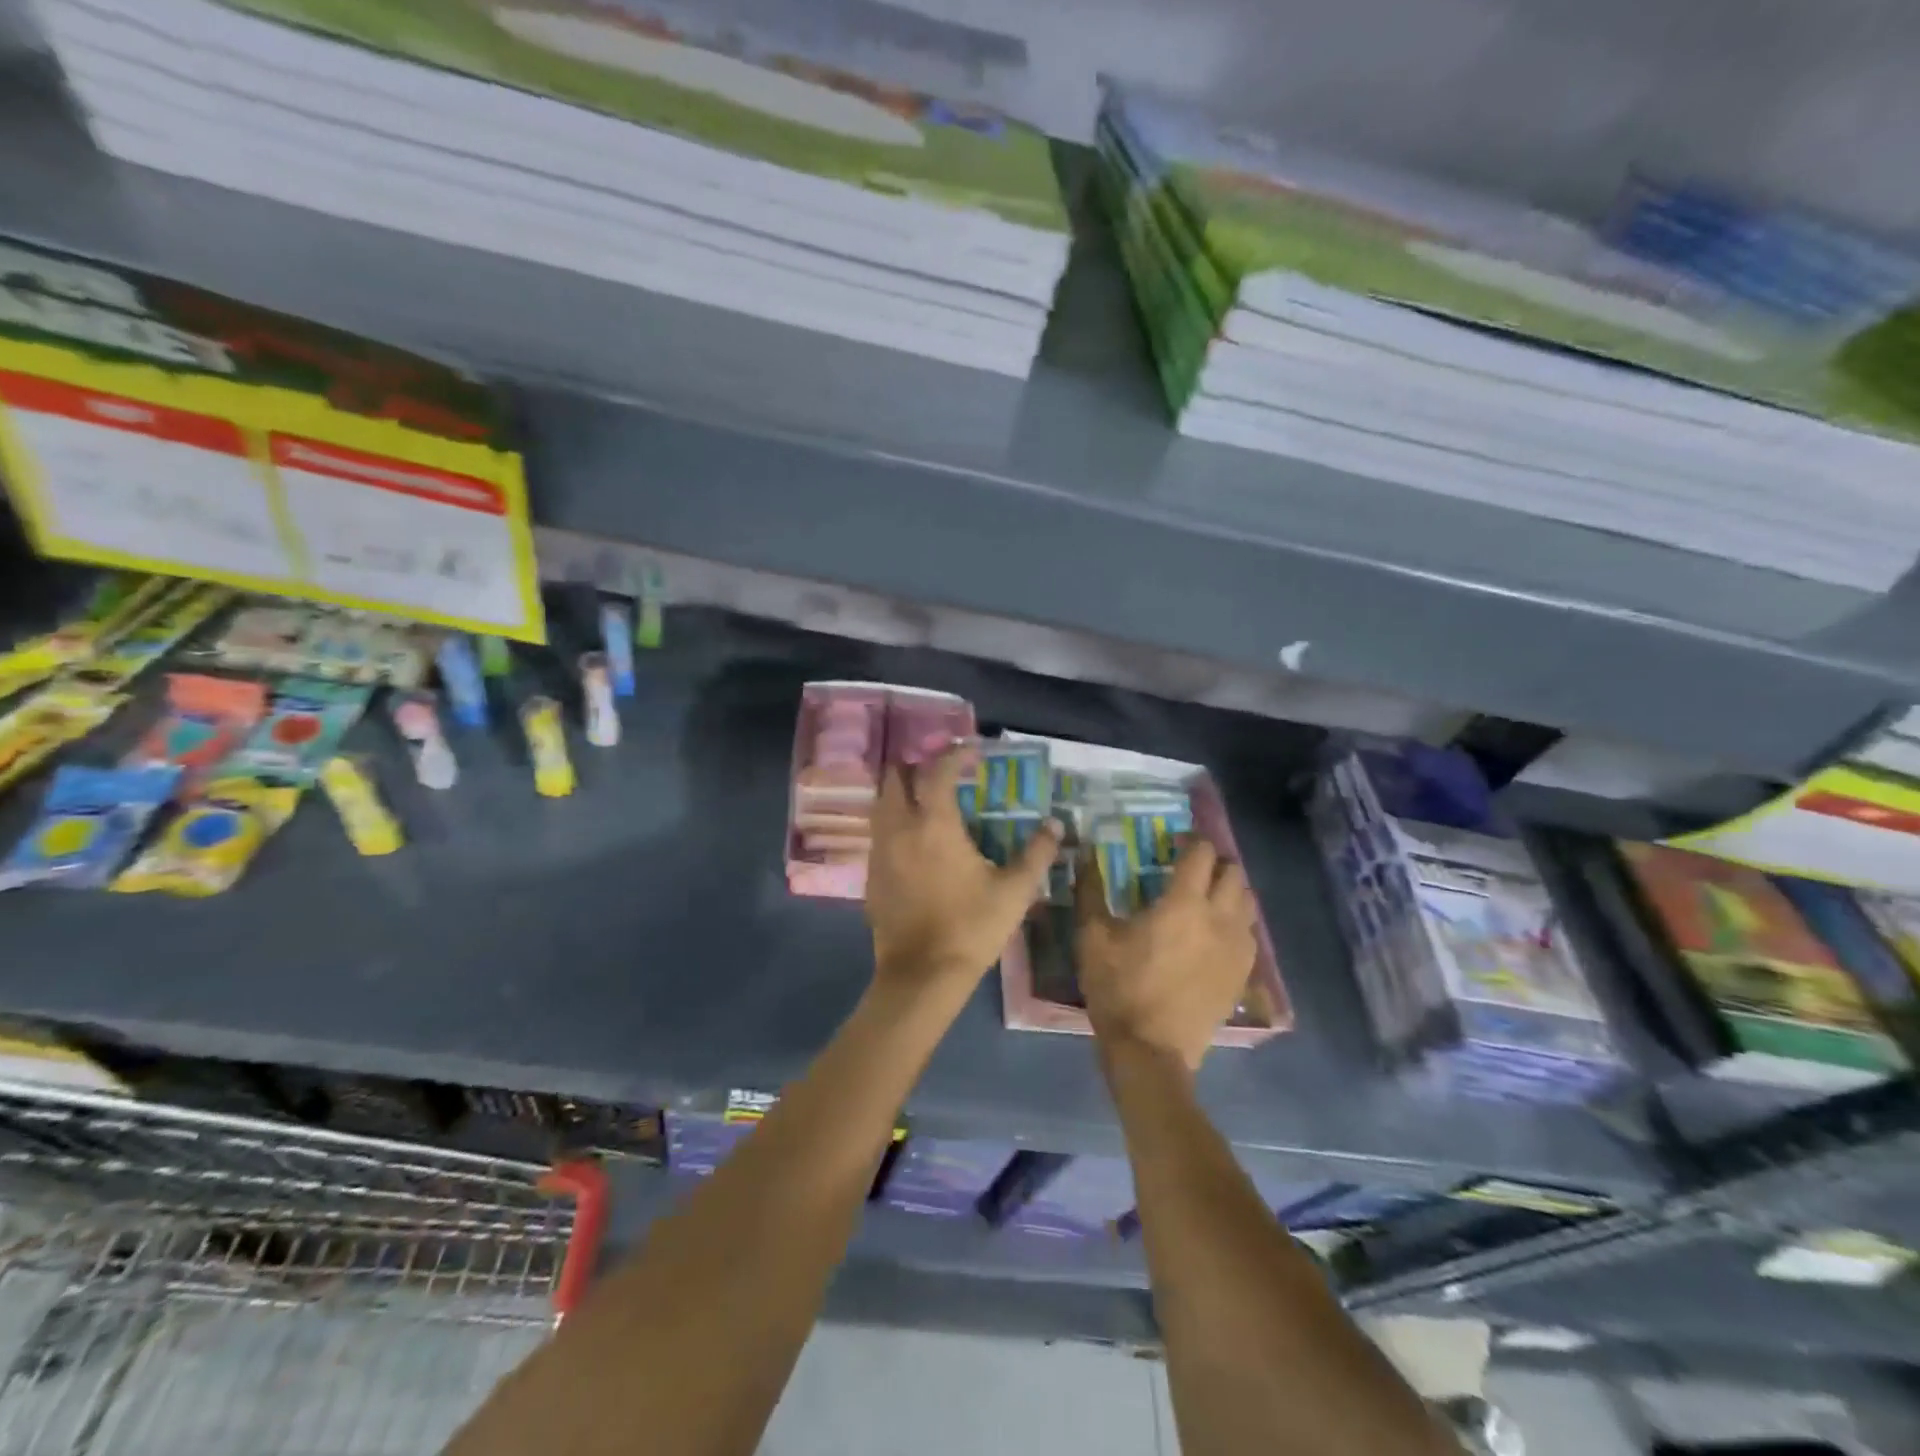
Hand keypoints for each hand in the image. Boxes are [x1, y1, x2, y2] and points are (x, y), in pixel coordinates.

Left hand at [866, 744, 1060, 995]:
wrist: (922, 976)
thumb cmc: (971, 928)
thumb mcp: (1015, 891)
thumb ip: (1037, 853)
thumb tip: (1055, 825)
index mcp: (934, 824)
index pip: (938, 771)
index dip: (953, 754)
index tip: (970, 751)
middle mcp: (899, 828)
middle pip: (895, 778)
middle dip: (917, 766)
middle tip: (942, 773)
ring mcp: (879, 851)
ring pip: (881, 803)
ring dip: (901, 792)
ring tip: (927, 800)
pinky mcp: (871, 874)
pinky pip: (878, 832)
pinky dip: (893, 821)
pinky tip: (914, 840)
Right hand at [1076, 836, 1258, 1069]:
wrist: (1150, 1052)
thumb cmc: (1119, 988)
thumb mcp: (1092, 937)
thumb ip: (1090, 890)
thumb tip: (1085, 855)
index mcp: (1183, 903)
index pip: (1202, 853)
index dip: (1190, 841)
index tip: (1173, 843)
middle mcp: (1220, 918)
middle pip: (1234, 873)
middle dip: (1214, 864)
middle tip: (1189, 870)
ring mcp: (1238, 948)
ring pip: (1248, 902)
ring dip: (1230, 891)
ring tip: (1205, 899)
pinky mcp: (1243, 974)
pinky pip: (1250, 934)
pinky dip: (1236, 923)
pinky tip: (1213, 935)